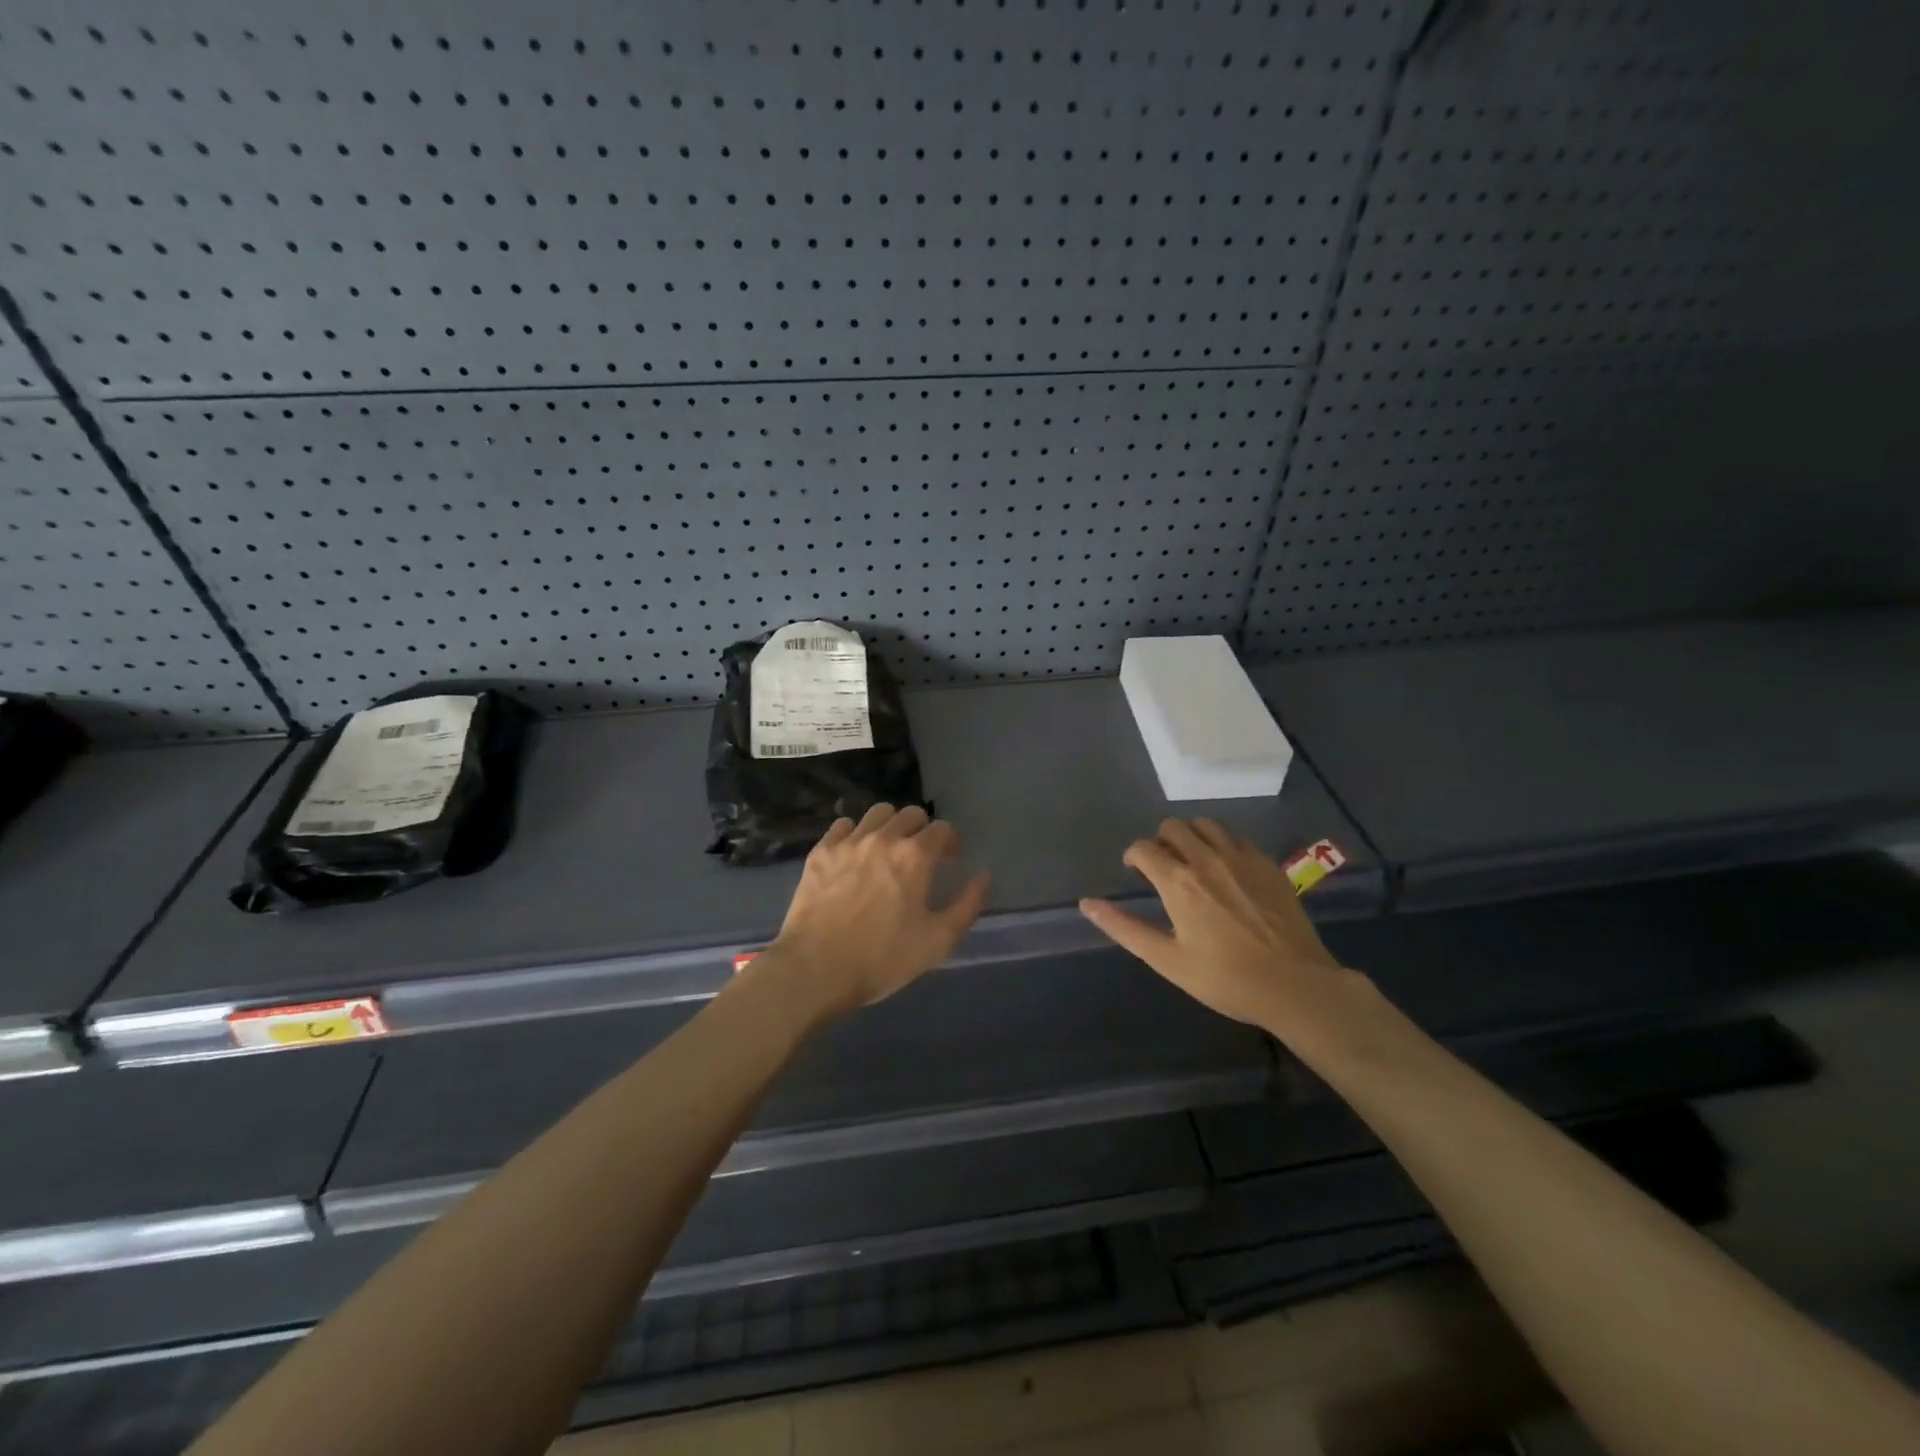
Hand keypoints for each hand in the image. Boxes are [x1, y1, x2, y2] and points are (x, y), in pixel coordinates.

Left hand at [766, 803, 990, 1016]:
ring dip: (890, 825)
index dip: (951, 842)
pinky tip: (854, 854)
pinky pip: (843, 826)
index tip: (950, 861)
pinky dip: (855, 833)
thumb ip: (966, 905)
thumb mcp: (937, 941)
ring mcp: (848, 842)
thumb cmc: (882, 959)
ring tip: (888, 849)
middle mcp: (883, 838)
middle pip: (910, 814)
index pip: (942, 829)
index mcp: (915, 856)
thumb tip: (982, 876)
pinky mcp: (820, 852)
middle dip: (922, 830)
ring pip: (877, 813)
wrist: (815, 969)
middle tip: (921, 856)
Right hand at [1079, 818, 1357, 1031]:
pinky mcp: (1267, 864)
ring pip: (1206, 824)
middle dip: (1160, 840)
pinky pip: (1237, 837)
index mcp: (1178, 882)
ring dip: (1191, 835)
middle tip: (1163, 866)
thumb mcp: (1167, 960)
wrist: (1295, 985)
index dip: (1133, 856)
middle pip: (1173, 827)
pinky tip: (1226, 868)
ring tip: (1193, 860)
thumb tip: (1087, 904)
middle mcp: (1206, 858)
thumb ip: (1125, 928)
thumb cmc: (1225, 978)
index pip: (1143, 848)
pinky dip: (1222, 843)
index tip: (1135, 871)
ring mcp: (1241, 858)